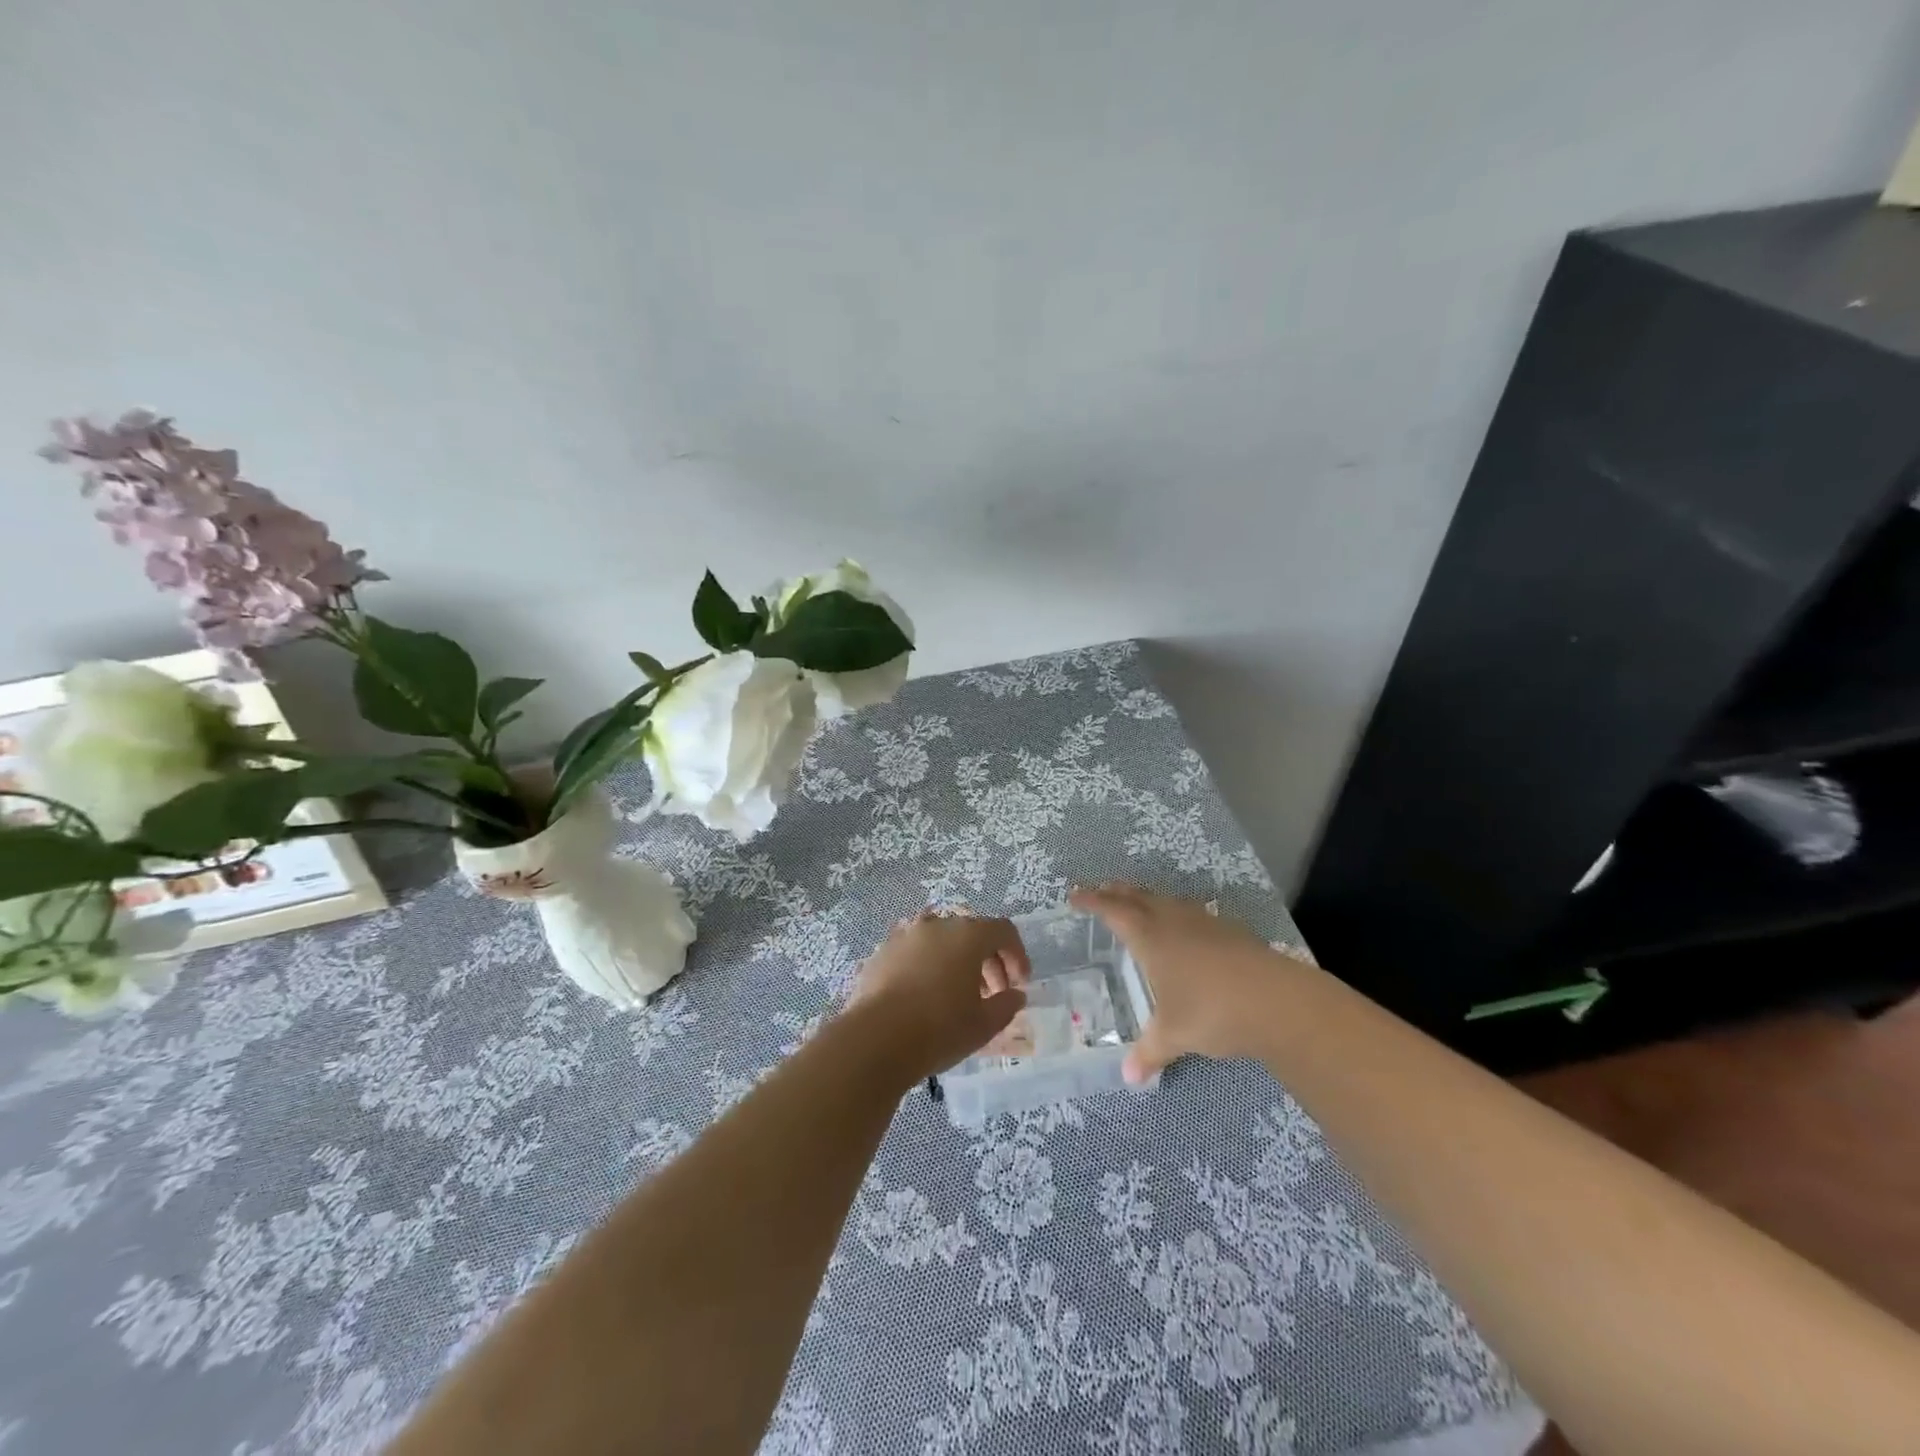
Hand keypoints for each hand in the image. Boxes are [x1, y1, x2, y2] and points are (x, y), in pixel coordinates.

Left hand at [841, 910, 1030, 1084]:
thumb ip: (1006, 1005)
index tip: (1018, 984)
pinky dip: (927, 966)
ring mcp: (905, 936)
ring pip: (940, 941)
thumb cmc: (939, 1029)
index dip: (1017, 955)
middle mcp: (936, 925)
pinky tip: (924, 997)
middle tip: (992, 994)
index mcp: (967, 935)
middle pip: (971, 933)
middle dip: (987, 961)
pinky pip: (914, 953)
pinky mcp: (881, 952)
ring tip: (958, 996)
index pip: (1003, 931)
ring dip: (956, 962)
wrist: (875, 1039)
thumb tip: (1014, 995)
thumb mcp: (985, 1024)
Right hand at [1070, 883, 1305, 1082]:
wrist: (1277, 1001)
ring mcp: (1204, 921)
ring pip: (1167, 900)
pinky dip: (1176, 914)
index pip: (1112, 910)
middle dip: (1116, 892)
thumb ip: (1149, 1053)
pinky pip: (1191, 913)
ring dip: (1147, 899)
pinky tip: (1184, 931)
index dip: (1092, 901)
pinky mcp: (1230, 930)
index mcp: (1150, 936)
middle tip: (1101, 892)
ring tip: (1139, 907)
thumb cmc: (1211, 1011)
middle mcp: (1173, 919)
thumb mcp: (1173, 1035)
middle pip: (1138, 895)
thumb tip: (1129, 1078)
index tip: (1075, 896)